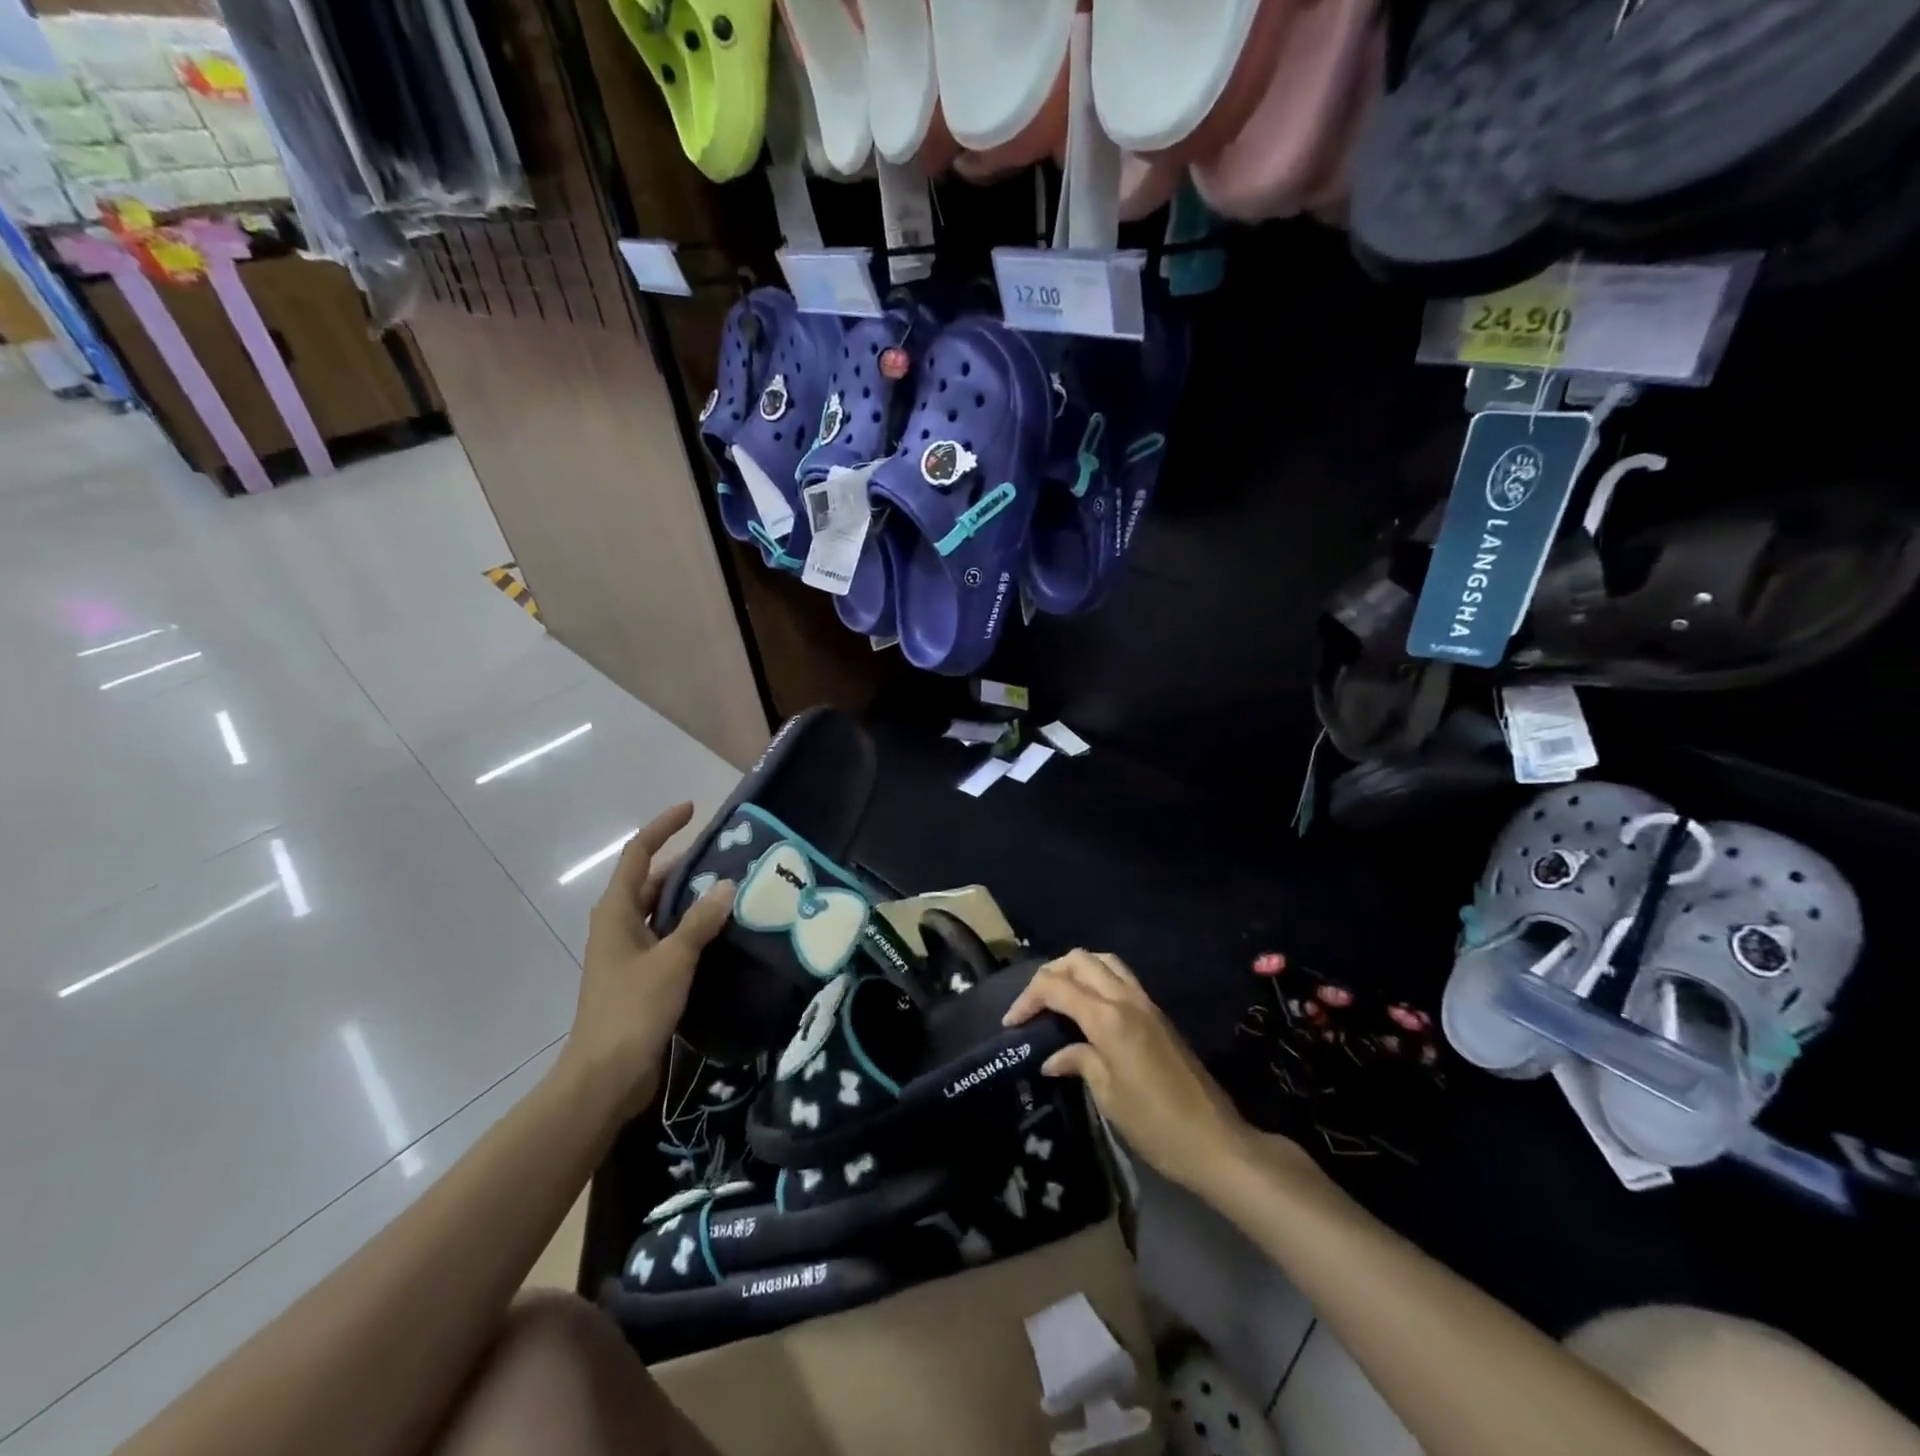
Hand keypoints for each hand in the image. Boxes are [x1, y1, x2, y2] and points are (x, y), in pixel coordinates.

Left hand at [563, 803, 734, 1119]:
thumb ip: (700, 921)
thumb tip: (727, 885)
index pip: (638, 855)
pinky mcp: (641, 977)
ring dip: (691, 898)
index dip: (663, 828)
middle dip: (684, 864)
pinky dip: (692, 928)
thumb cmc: (633, 1009)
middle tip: (726, 856)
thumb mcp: (673, 959)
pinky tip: (722, 933)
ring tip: (732, 888)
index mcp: (616, 912)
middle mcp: (618, 926)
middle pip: (651, 881)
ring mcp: (628, 953)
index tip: (693, 810)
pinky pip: (669, 938)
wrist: (605, 1076)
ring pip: (661, 911)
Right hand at [1004, 950, 1255, 1195]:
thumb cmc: (1155, 1124)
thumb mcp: (1107, 1096)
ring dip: (1075, 969)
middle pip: (1079, 960)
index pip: (1056, 986)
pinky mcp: (1158, 1013)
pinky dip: (1097, 979)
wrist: (1215, 1141)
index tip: (1012, 1023)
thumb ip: (1078, 1062)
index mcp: (1109, 1018)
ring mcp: (1146, 1002)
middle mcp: (1126, 998)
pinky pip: (1120, 977)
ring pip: (1103, 961)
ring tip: (1058, 998)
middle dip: (1049, 974)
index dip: (1027, 998)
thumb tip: (1052, 1057)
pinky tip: (1087, 1008)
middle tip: (1032, 1005)